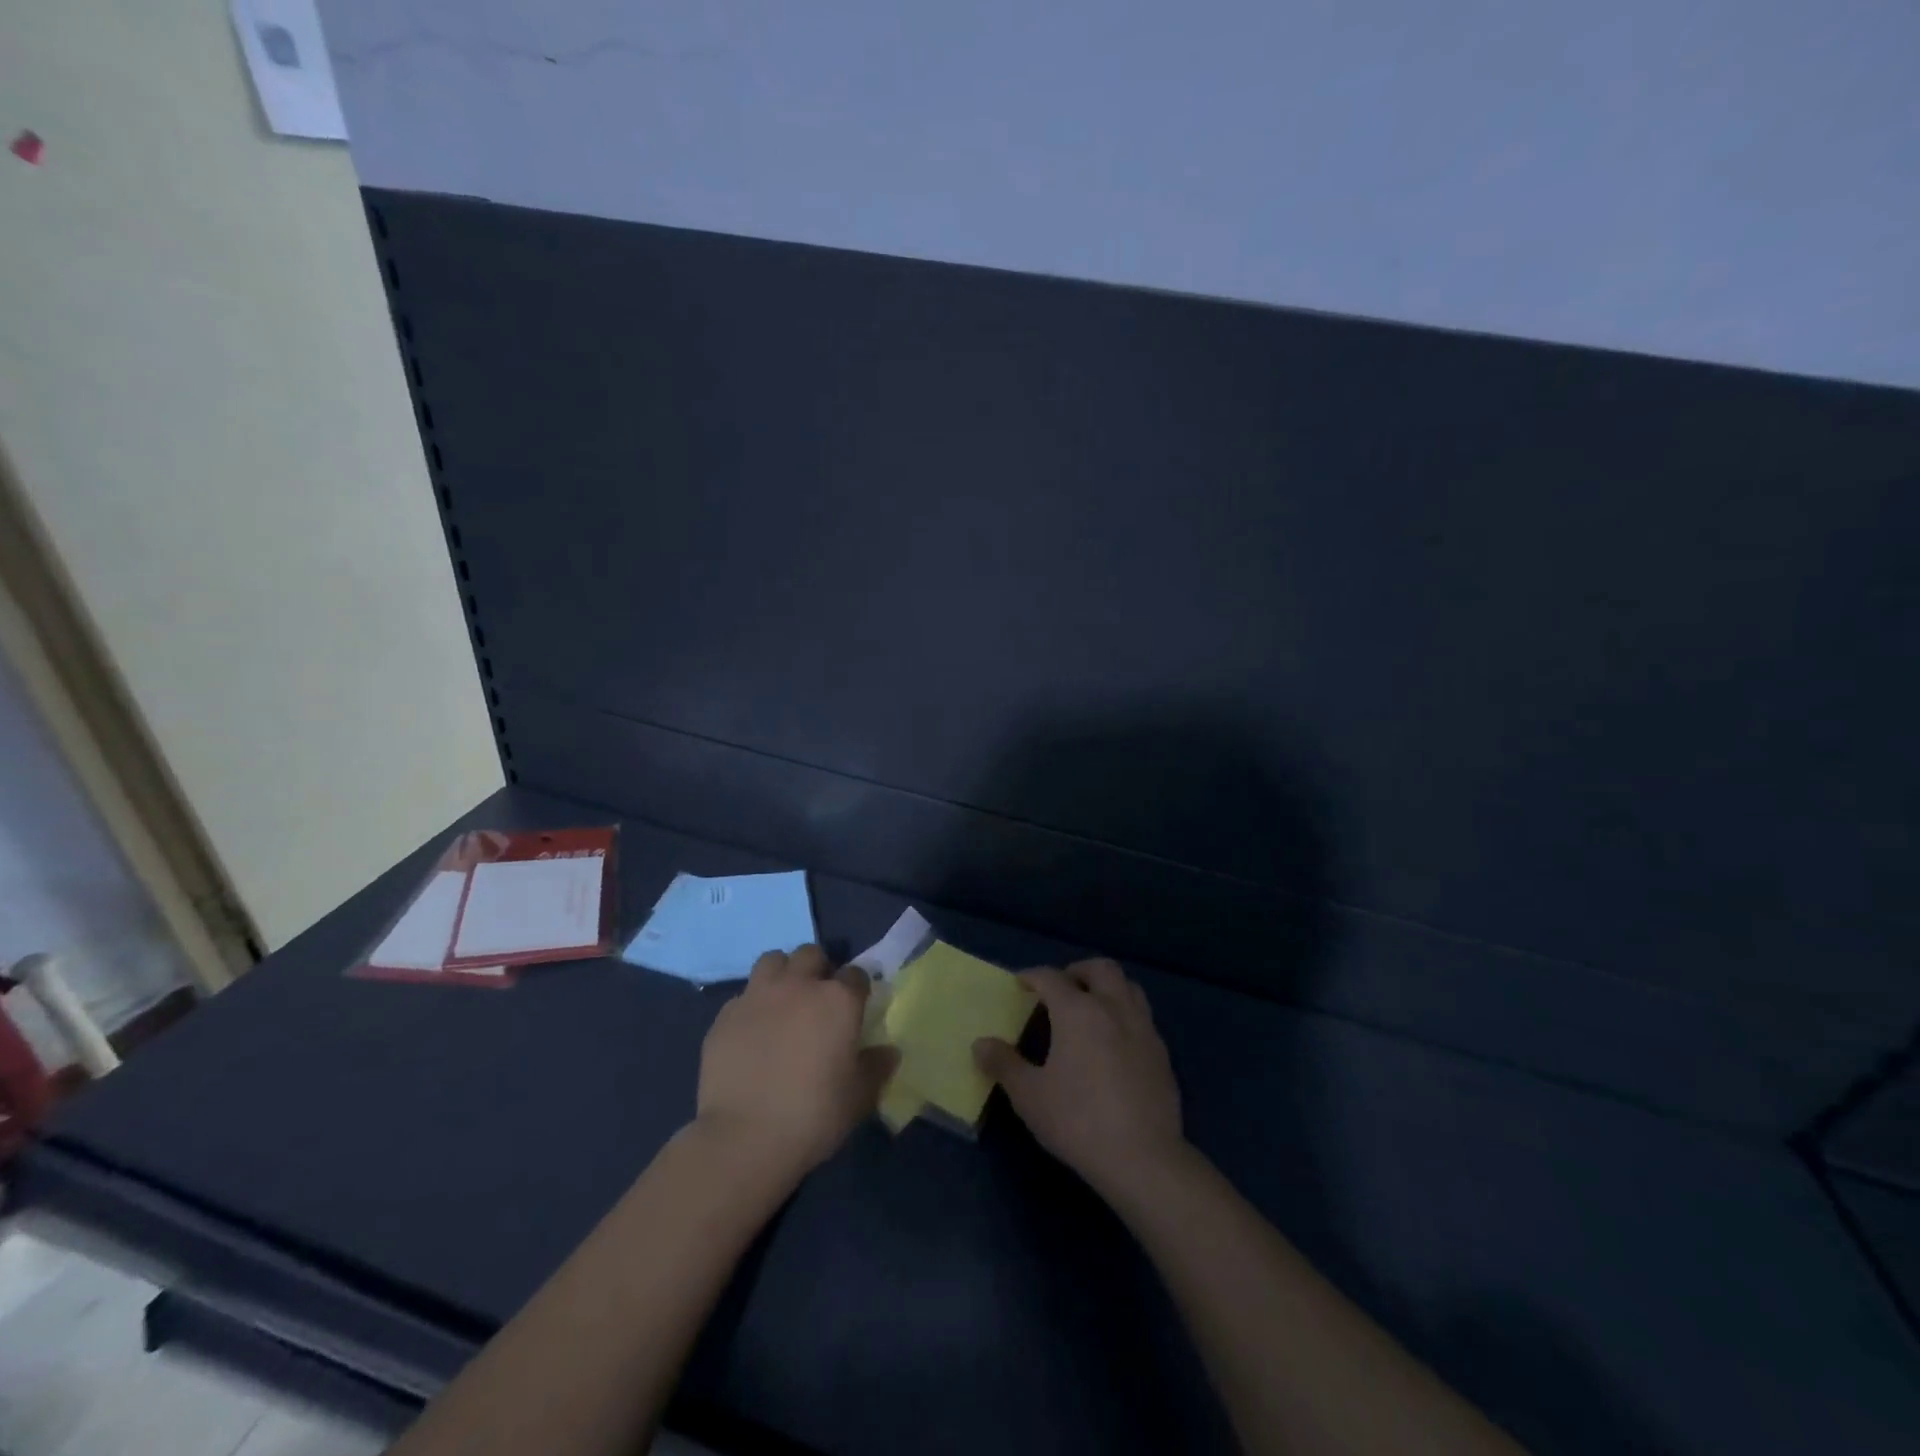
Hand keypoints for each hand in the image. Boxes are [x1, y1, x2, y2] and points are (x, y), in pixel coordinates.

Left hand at [694, 945, 896, 1179]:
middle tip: (817, 999)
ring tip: (782, 1002)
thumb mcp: (859, 1097)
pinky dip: (752, 1006)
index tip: (856, 1007)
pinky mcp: (725, 1015)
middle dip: (817, 969)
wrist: (744, 1139)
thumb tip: (889, 1052)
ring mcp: (758, 996)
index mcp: (838, 1000)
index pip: (856, 974)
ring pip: (772, 960)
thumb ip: (876, 1067)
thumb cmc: (813, 1116)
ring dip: (781, 974)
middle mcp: (798, 986)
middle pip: (811, 954)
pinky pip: (743, 996)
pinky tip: (752, 1033)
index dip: (857, 988)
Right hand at [974, 959, 1185, 1199]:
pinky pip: (1142, 1016)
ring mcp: (1143, 1028)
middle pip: (1100, 969)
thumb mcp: (1029, 1096)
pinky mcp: (1162, 1052)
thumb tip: (980, 1044)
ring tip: (1090, 1008)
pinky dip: (1124, 1014)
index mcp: (1078, 1010)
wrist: (1143, 1158)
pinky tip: (1114, 1042)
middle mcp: (1113, 1007)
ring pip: (1128, 986)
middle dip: (1077, 971)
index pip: (1051, 977)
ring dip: (1107, 987)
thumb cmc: (1078, 1121)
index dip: (1032, 976)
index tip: (1020, 983)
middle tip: (1060, 989)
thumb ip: (1004, 1064)